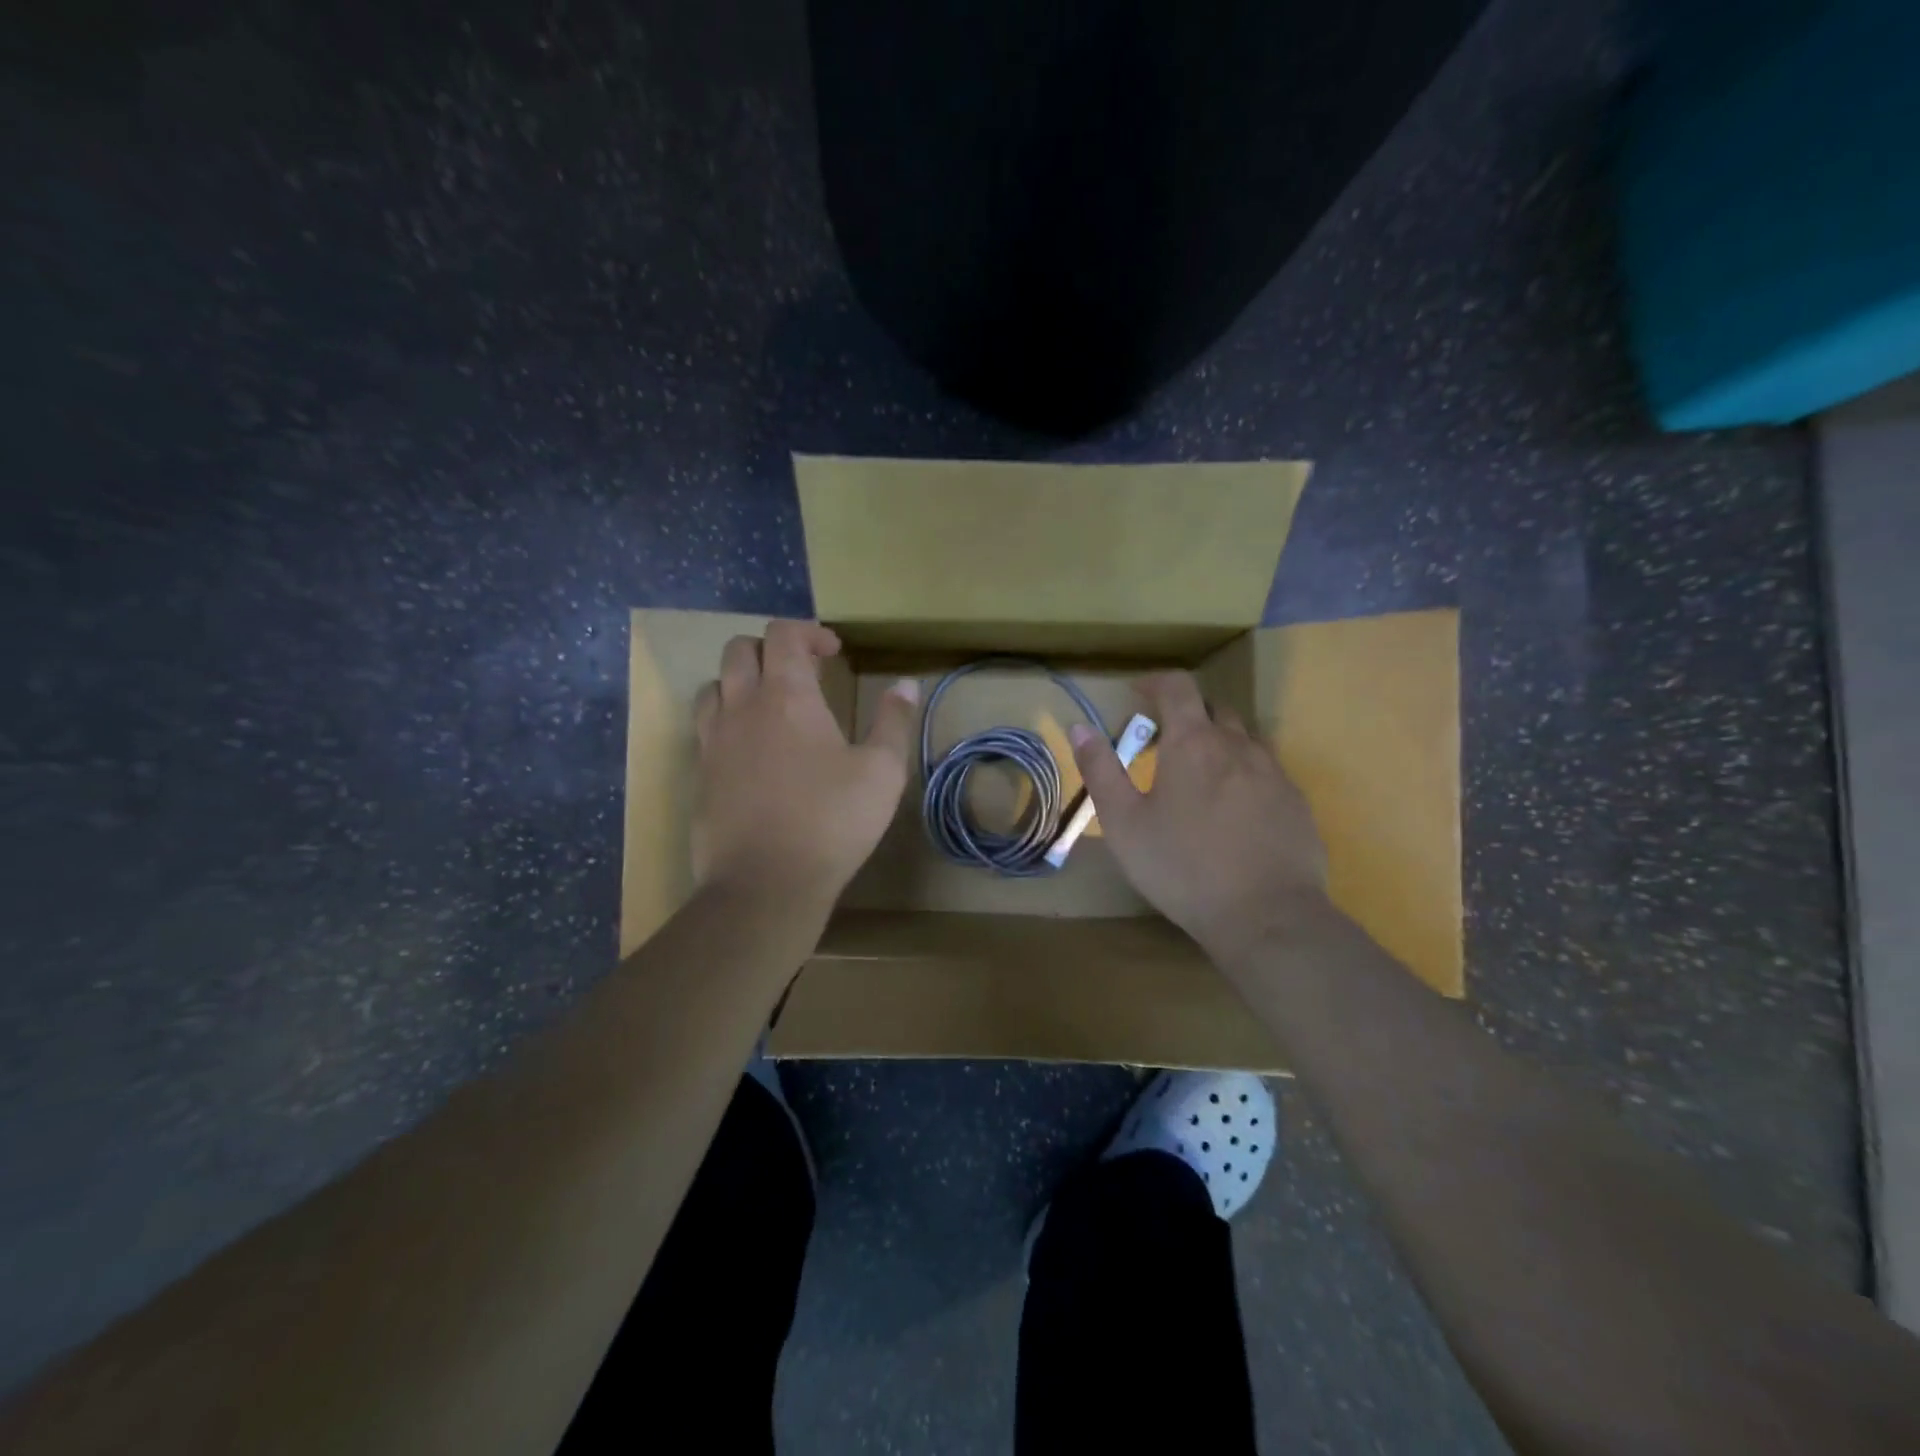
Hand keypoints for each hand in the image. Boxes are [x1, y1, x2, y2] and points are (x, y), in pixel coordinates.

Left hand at [692, 621, 917, 901]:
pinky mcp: (700, 775)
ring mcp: (713, 741)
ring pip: (714, 685)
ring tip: (771, 705)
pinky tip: (752, 750)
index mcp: (787, 696)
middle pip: (739, 649)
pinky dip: (728, 720)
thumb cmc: (831, 822)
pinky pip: (706, 728)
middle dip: (772, 648)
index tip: (833, 652)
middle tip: (803, 673)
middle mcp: (742, 707)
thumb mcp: (882, 772)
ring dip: (742, 681)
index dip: (809, 632)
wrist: (764, 884)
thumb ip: (893, 722)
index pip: (783, 635)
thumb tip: (907, 685)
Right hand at [1069, 672, 1328, 956]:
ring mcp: (1274, 773)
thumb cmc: (1182, 867)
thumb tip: (1079, 727)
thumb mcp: (1124, 823)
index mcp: (1193, 743)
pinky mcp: (1296, 803)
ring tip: (1199, 777)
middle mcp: (1238, 746)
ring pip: (1243, 739)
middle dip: (1186, 714)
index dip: (1155, 682)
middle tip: (1163, 744)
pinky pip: (1267, 771)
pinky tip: (1234, 812)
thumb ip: (1100, 770)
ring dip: (1218, 743)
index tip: (1138, 692)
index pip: (1177, 687)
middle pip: (1213, 709)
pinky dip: (1244, 774)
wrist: (1266, 916)